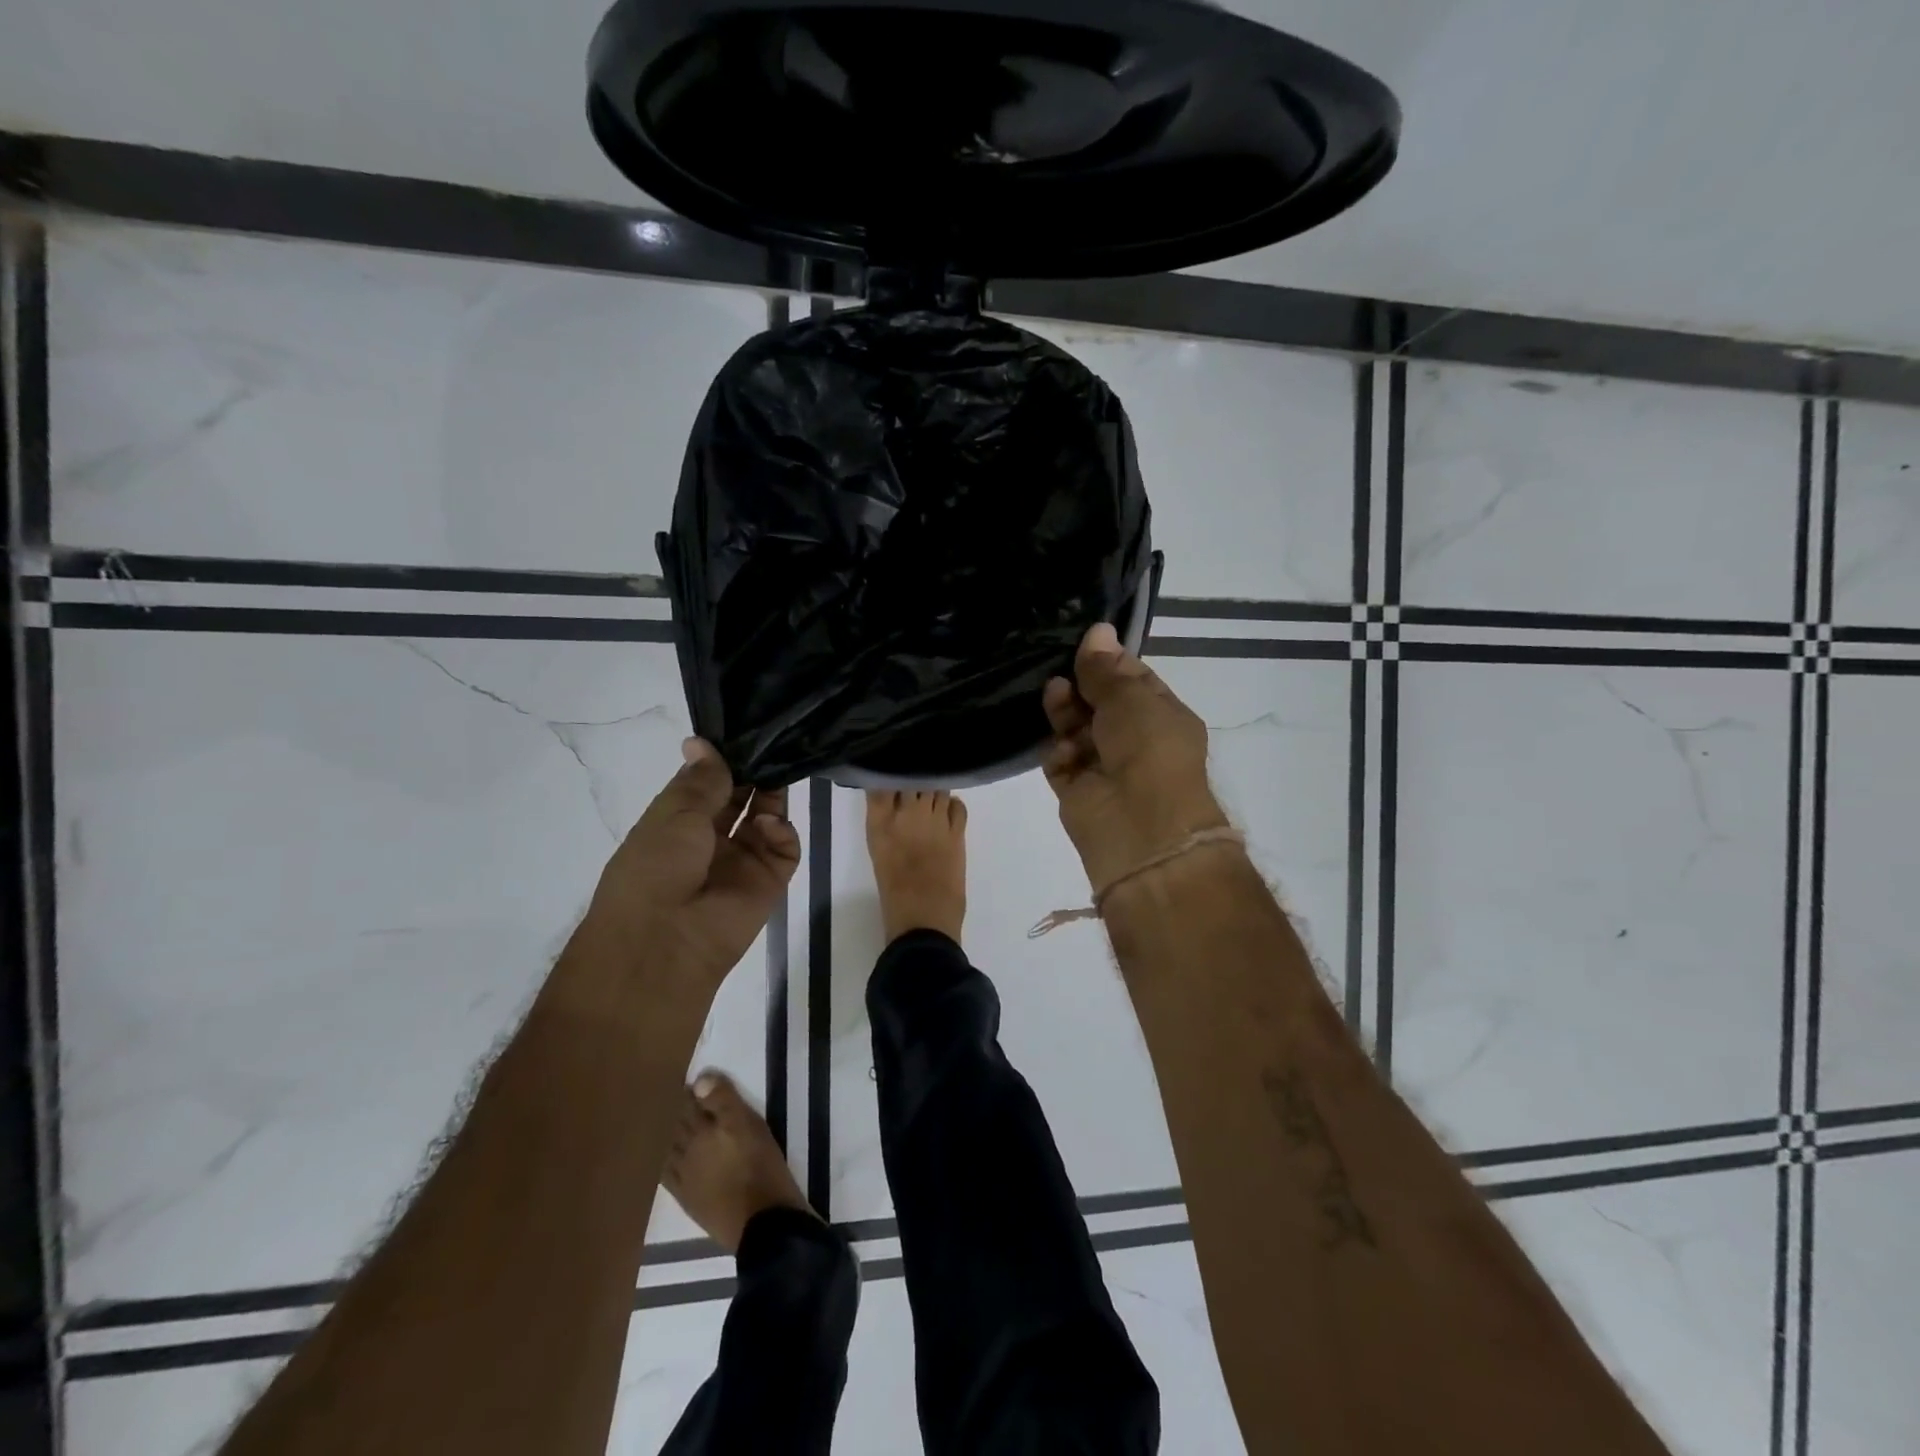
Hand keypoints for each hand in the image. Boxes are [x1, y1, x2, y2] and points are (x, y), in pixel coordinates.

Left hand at [588, 739, 800, 984]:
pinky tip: (769, 823)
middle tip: (771, 742)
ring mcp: (743, 859)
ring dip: (771, 794)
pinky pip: (785, 847)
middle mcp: (711, 839)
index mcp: (678, 823)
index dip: (722, 759)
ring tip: (778, 771)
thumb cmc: (655, 868)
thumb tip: (700, 741)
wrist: (666, 940)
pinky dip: (781, 829)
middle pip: (741, 797)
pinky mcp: (770, 879)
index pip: (707, 783)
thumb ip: (702, 779)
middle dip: (752, 772)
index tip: (741, 731)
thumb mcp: (673, 814)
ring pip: (767, 817)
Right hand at [1043, 623, 1229, 892]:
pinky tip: (1062, 746)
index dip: (1109, 662)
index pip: (1133, 681)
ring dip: (1065, 713)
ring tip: (1055, 694)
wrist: (1140, 825)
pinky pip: (1061, 762)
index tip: (1083, 644)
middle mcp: (1135, 741)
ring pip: (1076, 731)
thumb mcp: (1131, 697)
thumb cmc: (1148, 749)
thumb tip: (1097, 630)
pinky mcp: (1077, 791)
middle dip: (1081, 687)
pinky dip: (1059, 752)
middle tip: (1062, 670)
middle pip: (1099, 704)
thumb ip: (1106, 668)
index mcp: (1162, 717)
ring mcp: (1105, 768)